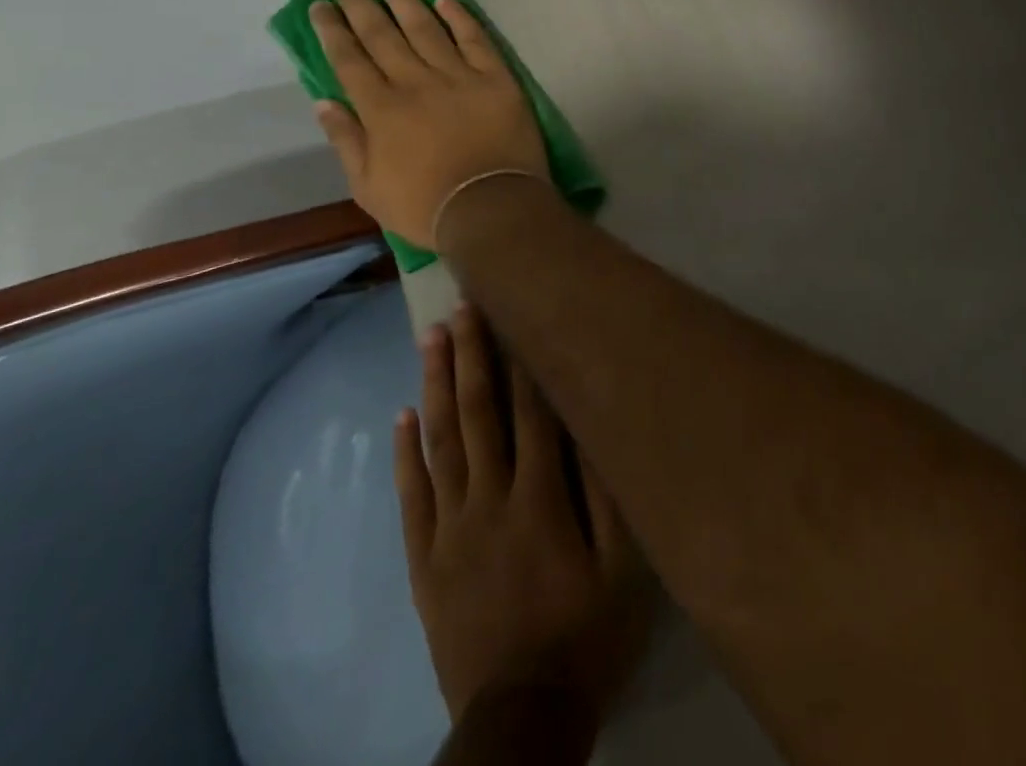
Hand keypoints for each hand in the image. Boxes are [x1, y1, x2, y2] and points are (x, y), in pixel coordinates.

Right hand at [309, 0, 547, 247]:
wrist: (492, 206)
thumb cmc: (425, 206)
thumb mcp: (368, 187)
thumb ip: (346, 140)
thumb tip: (323, 101)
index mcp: (381, 109)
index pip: (349, 59)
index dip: (333, 29)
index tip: (320, 3)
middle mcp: (415, 82)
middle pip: (382, 34)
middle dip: (360, 2)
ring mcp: (458, 75)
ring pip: (425, 27)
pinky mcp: (495, 77)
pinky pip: (475, 38)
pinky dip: (459, 16)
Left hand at [397, 305, 651, 725]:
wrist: (521, 719)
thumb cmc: (585, 636)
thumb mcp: (623, 570)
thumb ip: (608, 494)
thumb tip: (593, 424)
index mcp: (539, 498)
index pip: (529, 412)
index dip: (519, 359)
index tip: (509, 313)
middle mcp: (489, 499)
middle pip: (477, 413)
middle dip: (470, 354)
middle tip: (459, 306)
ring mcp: (450, 528)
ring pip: (440, 442)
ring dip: (435, 385)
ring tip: (430, 338)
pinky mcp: (425, 559)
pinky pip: (411, 496)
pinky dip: (405, 454)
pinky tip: (401, 416)